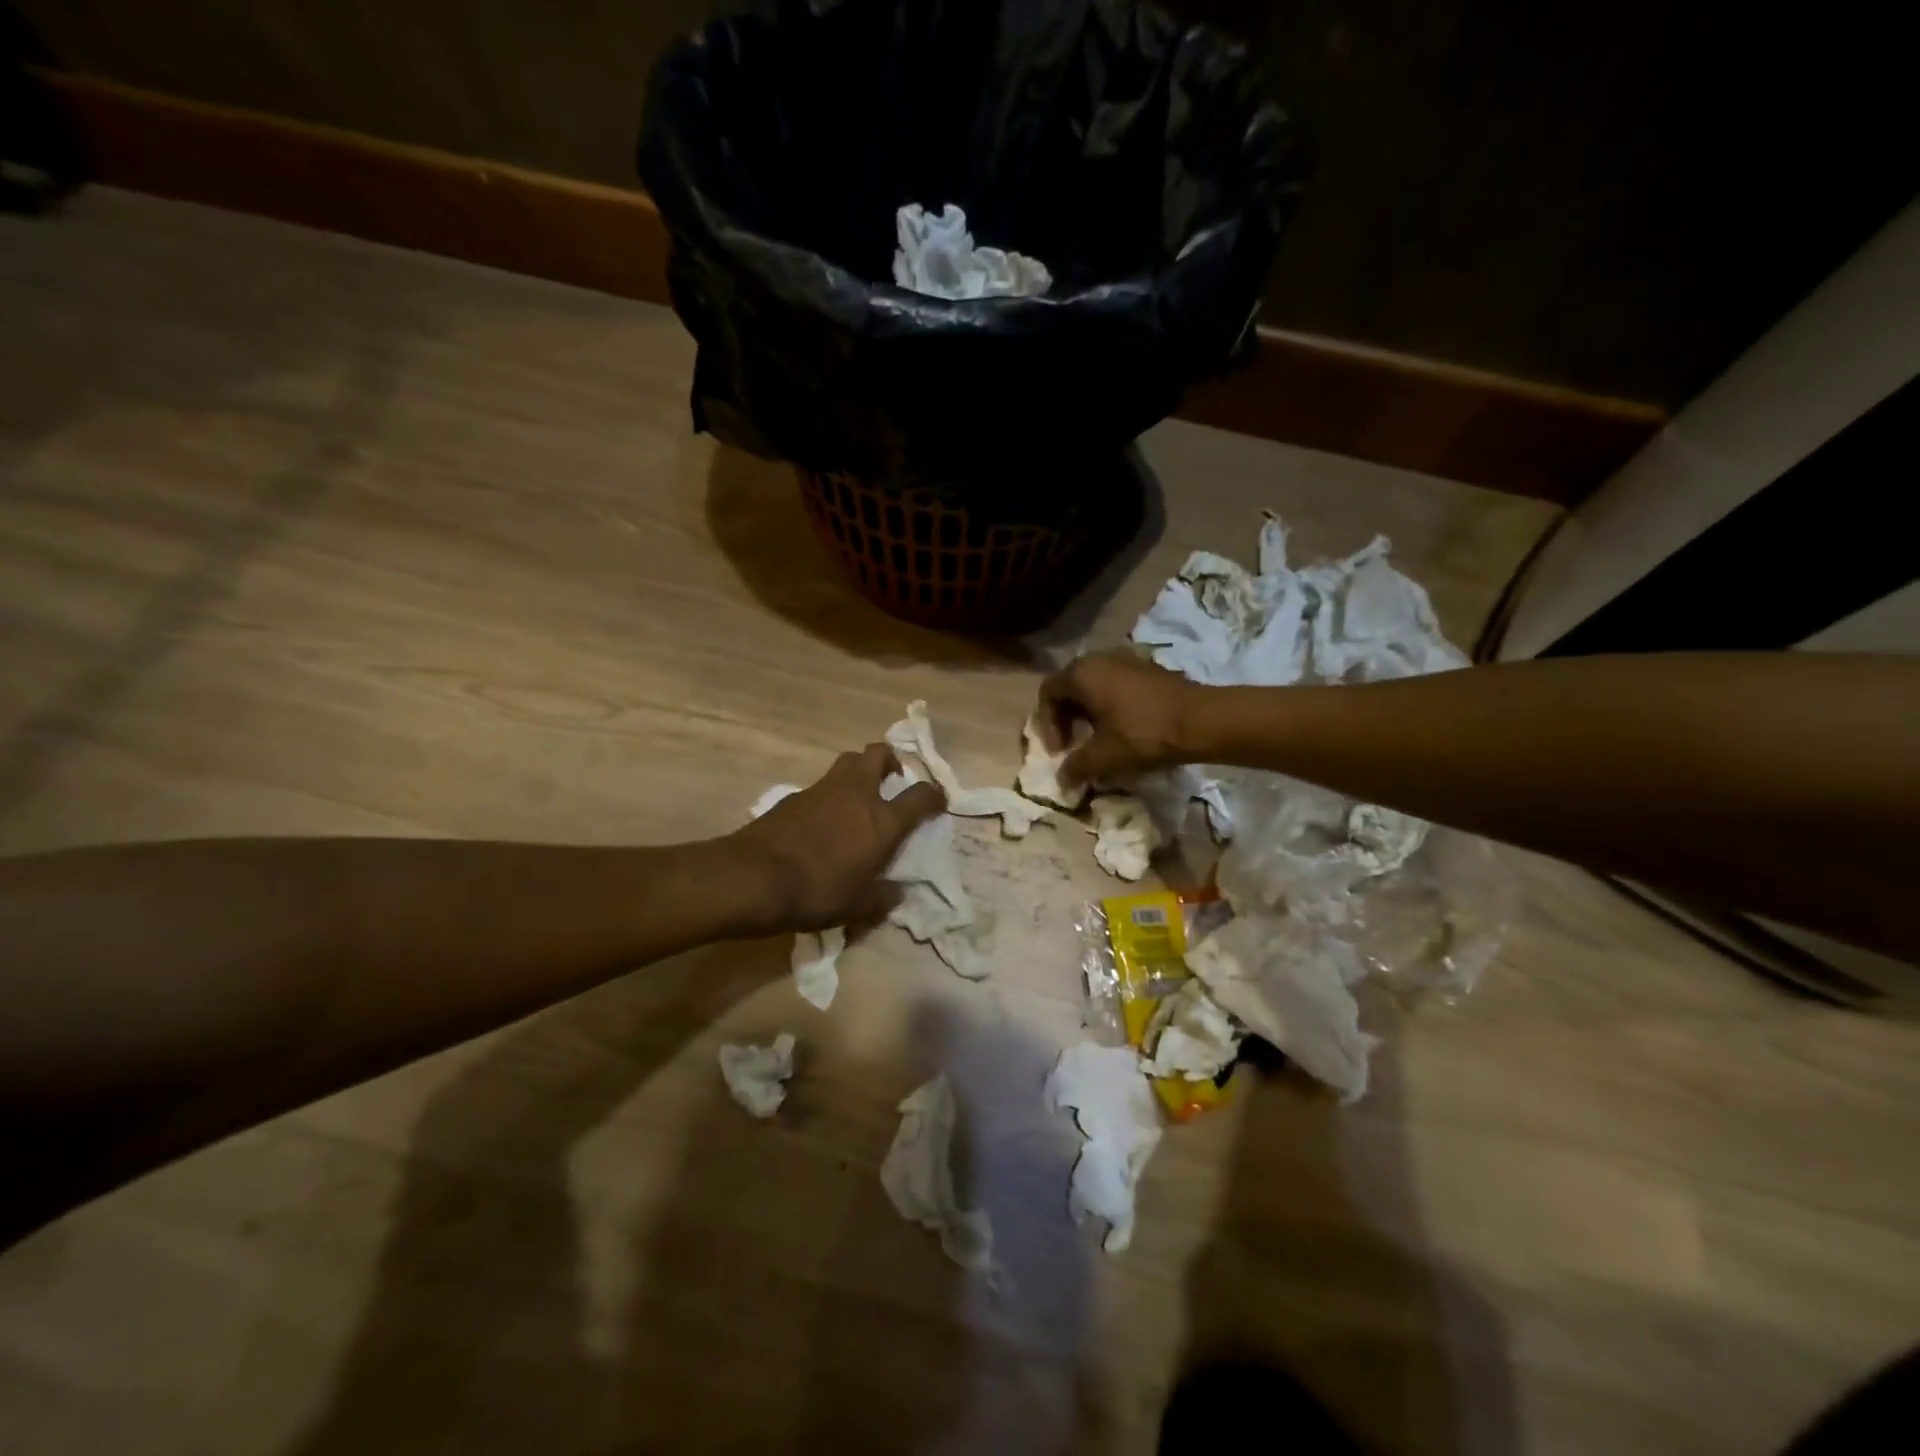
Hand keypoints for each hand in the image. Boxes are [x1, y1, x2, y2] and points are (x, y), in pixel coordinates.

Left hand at [728, 744, 945, 933]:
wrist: (753, 878)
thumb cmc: (815, 892)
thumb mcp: (856, 907)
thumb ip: (882, 899)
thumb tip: (897, 893)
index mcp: (882, 820)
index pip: (920, 795)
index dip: (934, 796)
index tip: (937, 802)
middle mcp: (857, 794)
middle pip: (878, 754)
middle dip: (889, 761)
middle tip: (891, 781)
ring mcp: (823, 789)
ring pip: (847, 762)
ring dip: (858, 772)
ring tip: (858, 798)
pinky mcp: (794, 795)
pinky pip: (821, 785)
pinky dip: (829, 794)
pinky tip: (822, 820)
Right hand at [1039, 651, 1201, 789]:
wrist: (1202, 720)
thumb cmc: (1143, 734)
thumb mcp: (1104, 757)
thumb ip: (1076, 767)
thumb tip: (1062, 779)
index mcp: (1082, 673)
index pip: (1048, 693)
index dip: (1047, 724)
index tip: (1061, 751)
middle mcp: (1100, 658)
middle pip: (1070, 686)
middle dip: (1067, 717)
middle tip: (1074, 744)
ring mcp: (1128, 659)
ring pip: (1095, 684)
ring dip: (1090, 711)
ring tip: (1099, 738)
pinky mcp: (1150, 668)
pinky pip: (1117, 684)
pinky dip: (1111, 704)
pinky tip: (1124, 728)